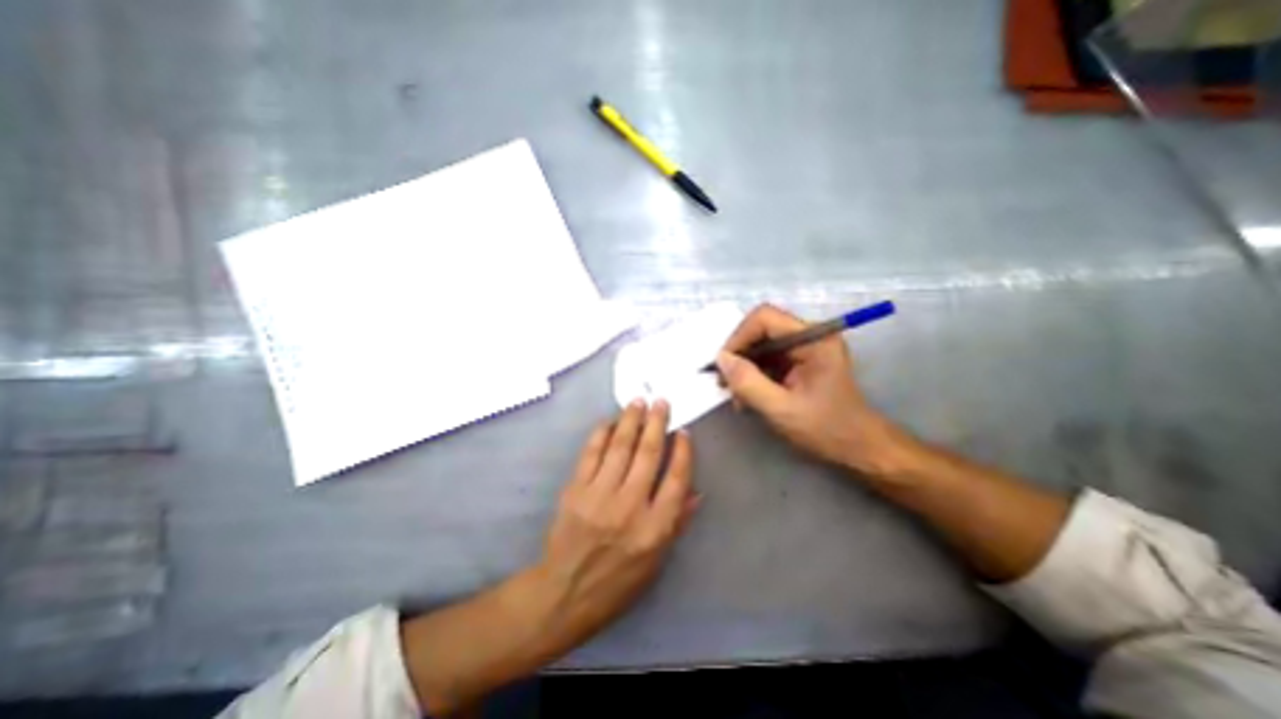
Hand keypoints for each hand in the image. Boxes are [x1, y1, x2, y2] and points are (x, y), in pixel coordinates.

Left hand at [534, 402, 698, 647]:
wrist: (564, 593)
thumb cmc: (617, 582)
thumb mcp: (656, 563)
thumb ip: (677, 523)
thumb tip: (696, 492)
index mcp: (654, 528)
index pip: (675, 480)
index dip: (682, 452)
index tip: (683, 432)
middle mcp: (629, 507)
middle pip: (648, 455)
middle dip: (657, 424)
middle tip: (661, 402)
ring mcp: (599, 496)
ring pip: (620, 447)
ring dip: (631, 420)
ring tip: (639, 401)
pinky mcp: (576, 490)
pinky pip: (591, 454)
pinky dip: (601, 434)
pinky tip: (610, 421)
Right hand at [715, 300, 903, 474]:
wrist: (858, 448)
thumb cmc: (827, 429)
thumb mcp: (782, 409)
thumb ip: (748, 383)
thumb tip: (721, 359)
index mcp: (814, 339)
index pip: (765, 318)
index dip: (739, 337)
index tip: (724, 365)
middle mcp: (810, 336)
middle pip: (760, 330)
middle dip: (739, 355)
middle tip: (725, 383)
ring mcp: (805, 348)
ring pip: (761, 345)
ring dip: (744, 368)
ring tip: (737, 396)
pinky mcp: (800, 362)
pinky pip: (767, 359)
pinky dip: (753, 376)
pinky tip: (748, 397)